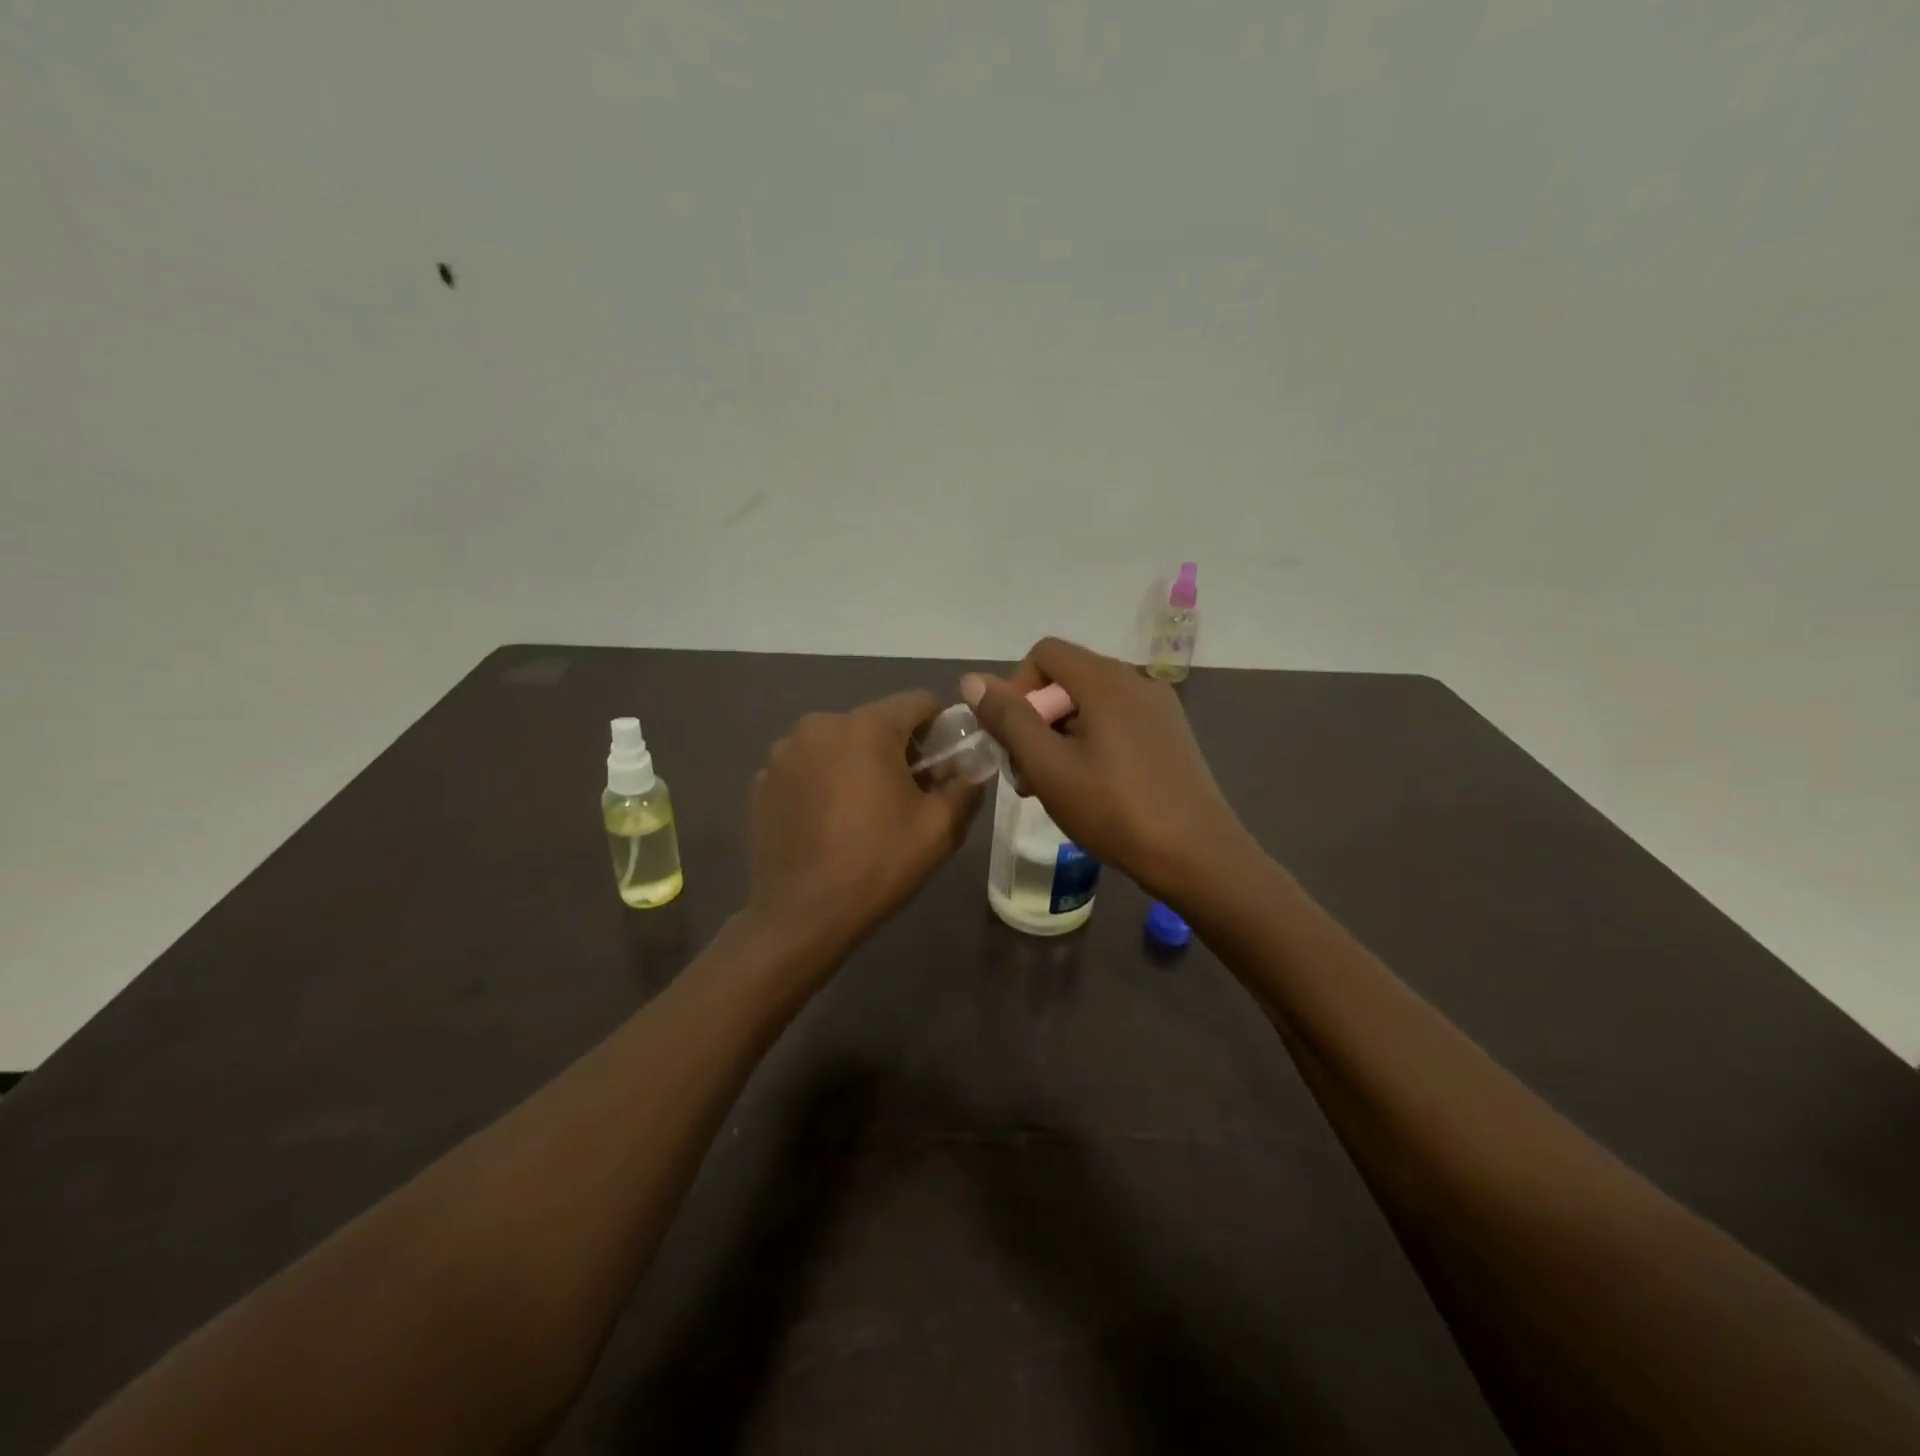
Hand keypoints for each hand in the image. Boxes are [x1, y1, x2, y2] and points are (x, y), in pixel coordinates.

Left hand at [746, 690, 981, 959]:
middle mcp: (820, 725)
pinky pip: (807, 767)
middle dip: (898, 750)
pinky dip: (824, 782)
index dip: (940, 729)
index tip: (944, 766)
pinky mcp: (762, 782)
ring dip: (858, 765)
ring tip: (864, 813)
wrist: (801, 916)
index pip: (918, 702)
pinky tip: (828, 824)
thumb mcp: (940, 828)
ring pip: (838, 745)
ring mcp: (784, 754)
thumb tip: (971, 769)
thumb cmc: (877, 864)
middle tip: (908, 796)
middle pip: (875, 723)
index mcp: (866, 727)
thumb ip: (966, 786)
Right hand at [963, 638, 1254, 902]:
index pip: (1044, 654)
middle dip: (1036, 720)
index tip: (1013, 739)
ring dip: (1059, 738)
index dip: (1016, 689)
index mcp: (1106, 680)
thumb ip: (1008, 719)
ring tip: (1053, 789)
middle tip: (1027, 774)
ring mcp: (1158, 710)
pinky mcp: (1170, 737)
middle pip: (1067, 680)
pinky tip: (1089, 791)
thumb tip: (973, 679)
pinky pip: (1115, 725)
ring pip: (1090, 707)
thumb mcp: (1048, 766)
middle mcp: (1136, 682)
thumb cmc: (1114, 810)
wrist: (1197, 856)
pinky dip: (1090, 746)